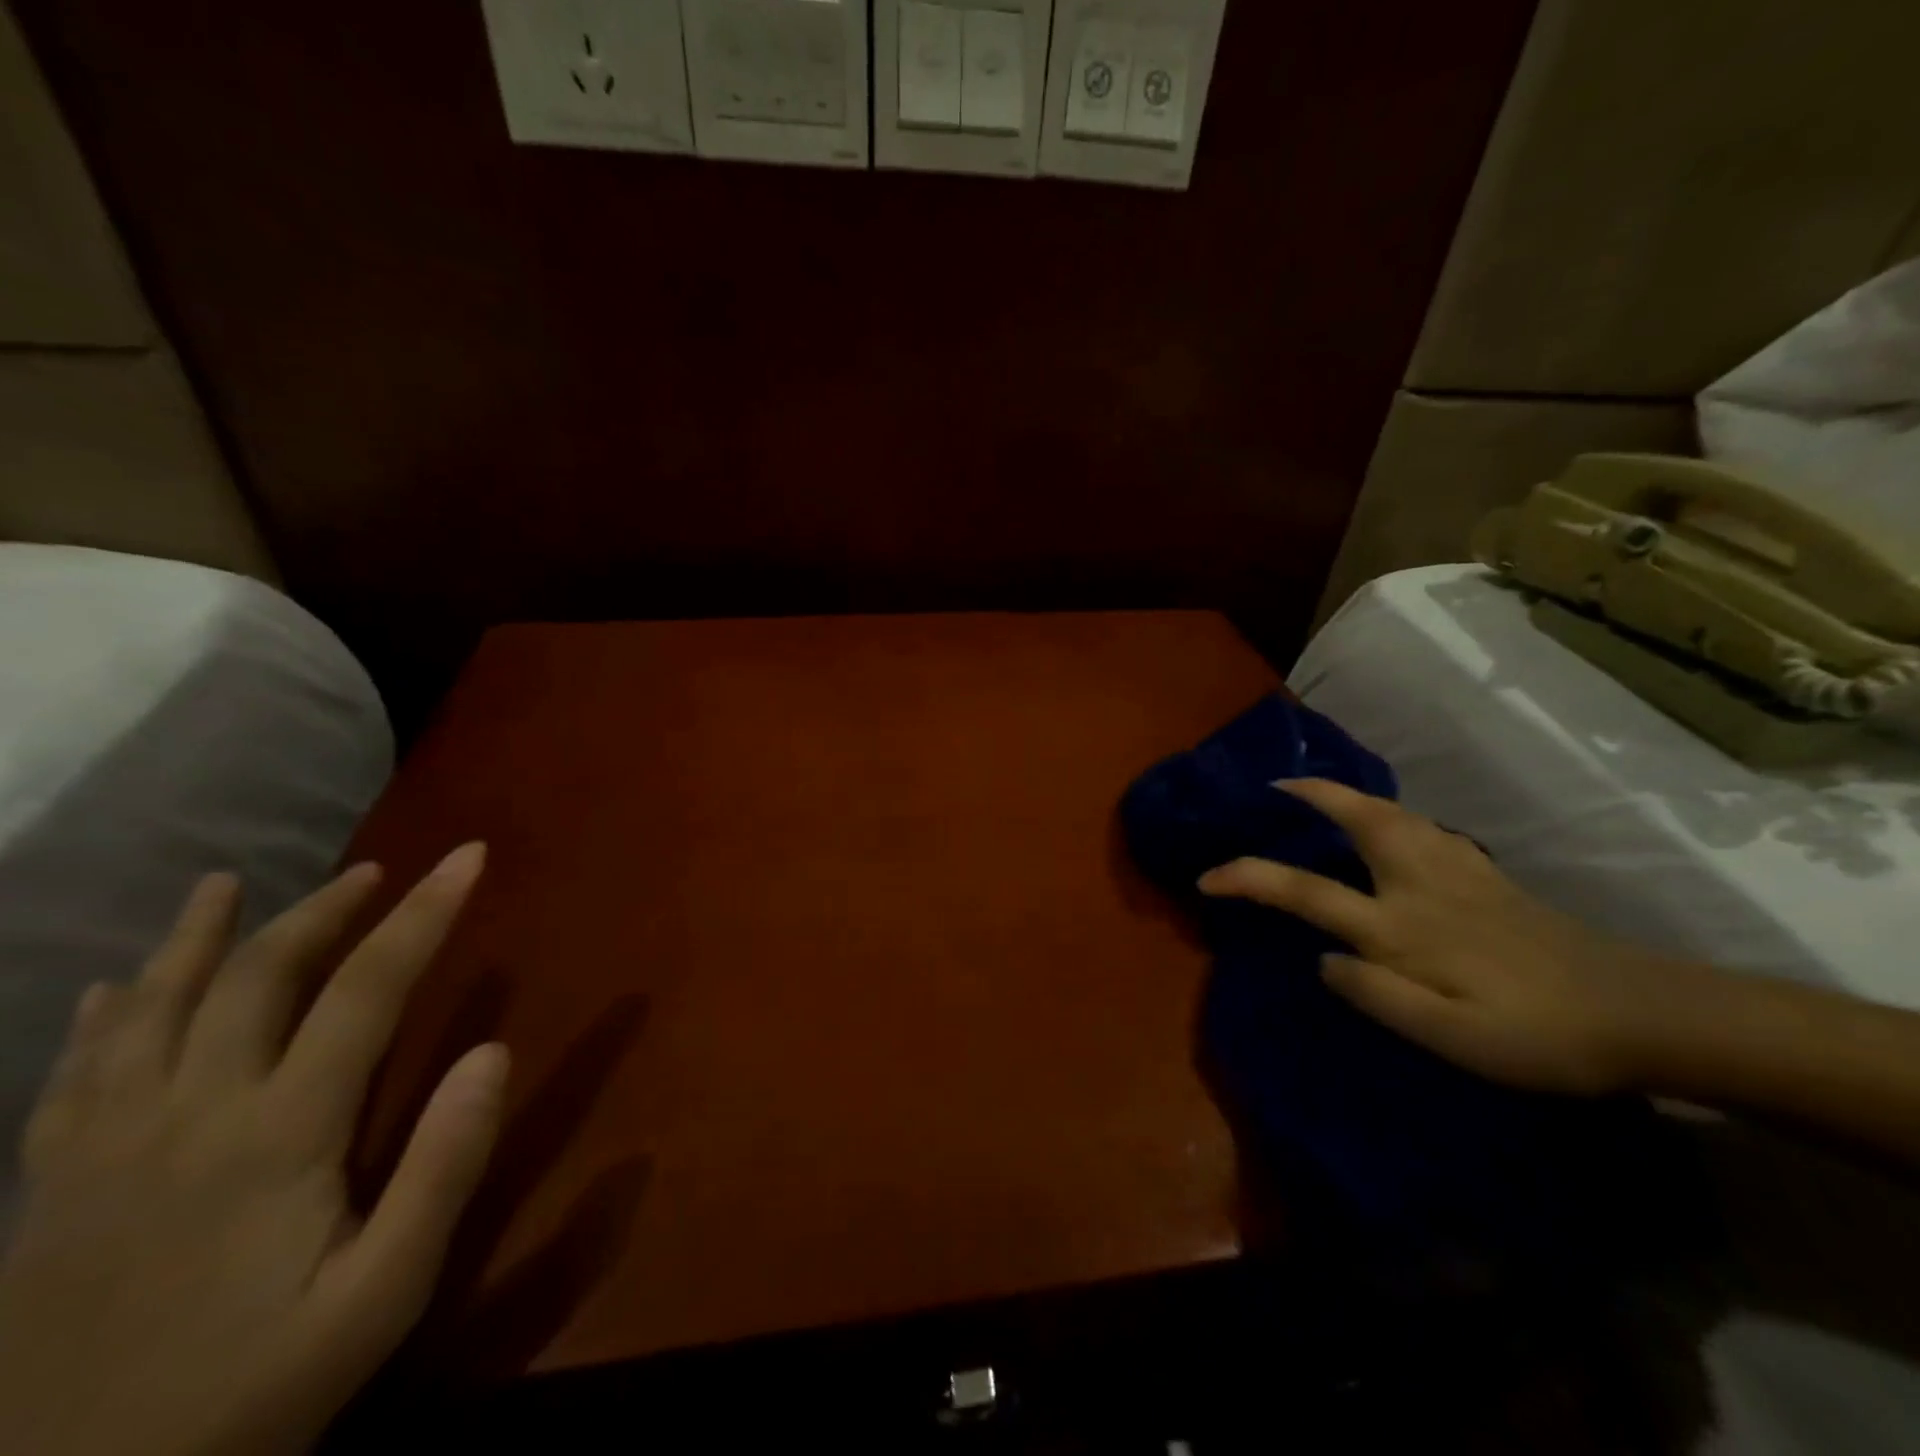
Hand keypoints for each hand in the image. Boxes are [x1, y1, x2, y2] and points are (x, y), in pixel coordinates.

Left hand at [0, 846, 504, 1455]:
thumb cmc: (255, 1394)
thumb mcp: (383, 1295)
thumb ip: (444, 1169)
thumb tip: (494, 1052)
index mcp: (277, 1134)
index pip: (366, 989)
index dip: (424, 914)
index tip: (468, 857)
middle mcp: (188, 1115)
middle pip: (257, 978)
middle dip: (325, 910)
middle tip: (377, 869)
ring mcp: (105, 1149)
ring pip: (151, 1009)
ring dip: (198, 938)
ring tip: (225, 884)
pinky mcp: (51, 1189)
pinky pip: (72, 1075)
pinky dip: (101, 1017)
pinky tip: (111, 988)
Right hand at [1197, 780, 1710, 1095]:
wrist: (1641, 1015)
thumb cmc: (1537, 1034)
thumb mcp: (1449, 1037)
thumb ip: (1375, 993)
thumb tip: (1322, 959)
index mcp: (1401, 925)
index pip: (1307, 891)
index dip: (1250, 877)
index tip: (1207, 878)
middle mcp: (1421, 884)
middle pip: (1359, 819)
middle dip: (1313, 794)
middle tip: (1278, 785)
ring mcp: (1458, 873)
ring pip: (1394, 815)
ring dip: (1350, 797)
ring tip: (1324, 796)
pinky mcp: (1487, 876)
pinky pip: (1424, 827)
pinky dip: (1392, 814)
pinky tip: (1395, 826)